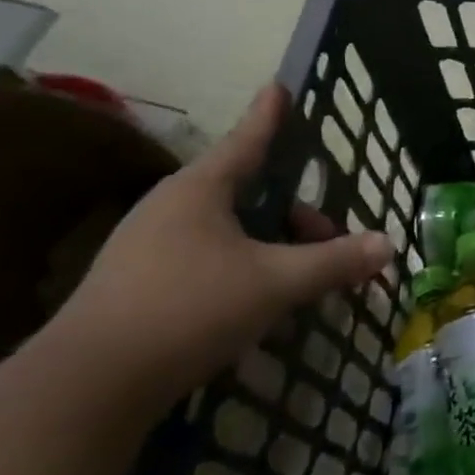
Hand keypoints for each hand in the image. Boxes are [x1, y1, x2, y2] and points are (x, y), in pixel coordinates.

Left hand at [47, 84, 392, 410]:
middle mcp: (170, 208)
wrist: (86, 388)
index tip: (278, 87)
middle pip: (244, 193)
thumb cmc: (189, 309)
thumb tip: (388, 244)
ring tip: (296, 277)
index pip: (247, 140)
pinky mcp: (134, 286)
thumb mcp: (275, 284)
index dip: (269, 115)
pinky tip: (254, 306)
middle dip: (292, 213)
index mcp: (200, 190)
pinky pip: (203, 260)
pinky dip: (238, 269)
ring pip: (224, 230)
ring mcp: (145, 247)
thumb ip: (333, 262)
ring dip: (267, 245)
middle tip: (326, 238)